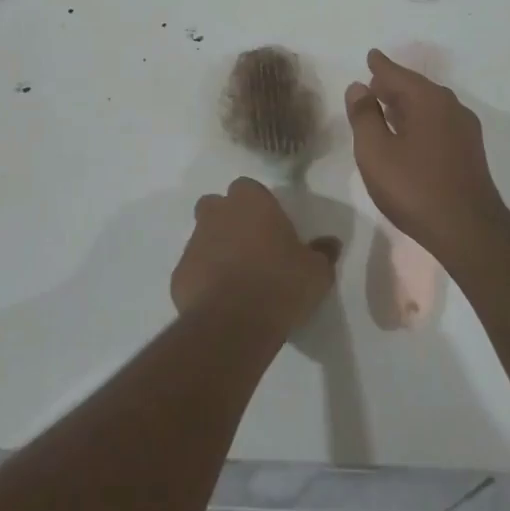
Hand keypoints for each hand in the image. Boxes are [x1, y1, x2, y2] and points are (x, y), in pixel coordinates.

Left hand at [171, 178, 339, 334]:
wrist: (233, 322)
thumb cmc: (281, 283)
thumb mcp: (317, 271)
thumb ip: (322, 252)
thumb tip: (330, 244)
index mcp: (250, 202)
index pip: (248, 188)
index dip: (258, 205)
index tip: (271, 227)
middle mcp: (217, 214)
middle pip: (216, 206)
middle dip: (228, 220)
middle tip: (251, 247)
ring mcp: (193, 243)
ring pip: (202, 237)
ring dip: (216, 250)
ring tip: (238, 279)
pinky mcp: (179, 274)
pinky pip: (193, 270)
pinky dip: (204, 279)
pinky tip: (221, 301)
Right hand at [345, 49, 509, 257]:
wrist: (468, 229)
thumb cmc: (414, 187)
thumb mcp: (376, 151)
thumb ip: (364, 116)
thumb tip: (359, 87)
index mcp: (427, 100)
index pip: (397, 74)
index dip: (380, 66)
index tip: (372, 56)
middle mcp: (450, 107)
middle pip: (416, 88)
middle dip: (393, 84)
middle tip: (374, 83)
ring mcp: (464, 130)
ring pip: (429, 106)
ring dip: (407, 104)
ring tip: (386, 106)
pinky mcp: (469, 152)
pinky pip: (438, 123)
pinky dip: (419, 120)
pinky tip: (409, 134)